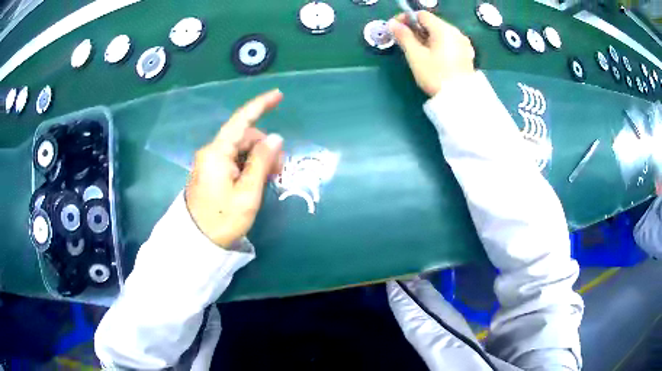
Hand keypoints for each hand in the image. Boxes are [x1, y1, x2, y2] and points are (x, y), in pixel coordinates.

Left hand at [185, 90, 283, 248]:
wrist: (197, 241)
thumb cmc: (222, 219)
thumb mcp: (248, 194)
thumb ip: (261, 162)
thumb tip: (275, 138)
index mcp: (217, 153)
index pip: (241, 121)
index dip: (260, 105)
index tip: (278, 95)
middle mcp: (211, 152)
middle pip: (244, 137)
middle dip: (265, 146)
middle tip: (280, 169)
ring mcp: (210, 162)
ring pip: (241, 149)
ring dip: (259, 157)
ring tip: (271, 177)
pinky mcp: (211, 172)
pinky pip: (234, 159)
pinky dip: (249, 165)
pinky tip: (257, 179)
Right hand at [388, 11, 475, 96]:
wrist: (459, 99)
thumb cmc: (435, 75)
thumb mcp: (415, 55)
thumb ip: (403, 36)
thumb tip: (392, 23)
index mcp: (443, 29)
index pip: (422, 15)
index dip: (407, 18)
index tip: (396, 28)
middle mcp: (456, 32)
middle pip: (432, 23)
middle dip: (417, 29)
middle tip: (404, 40)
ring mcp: (463, 44)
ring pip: (441, 33)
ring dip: (427, 37)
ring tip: (418, 49)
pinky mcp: (466, 55)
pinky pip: (449, 42)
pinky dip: (438, 44)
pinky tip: (433, 56)